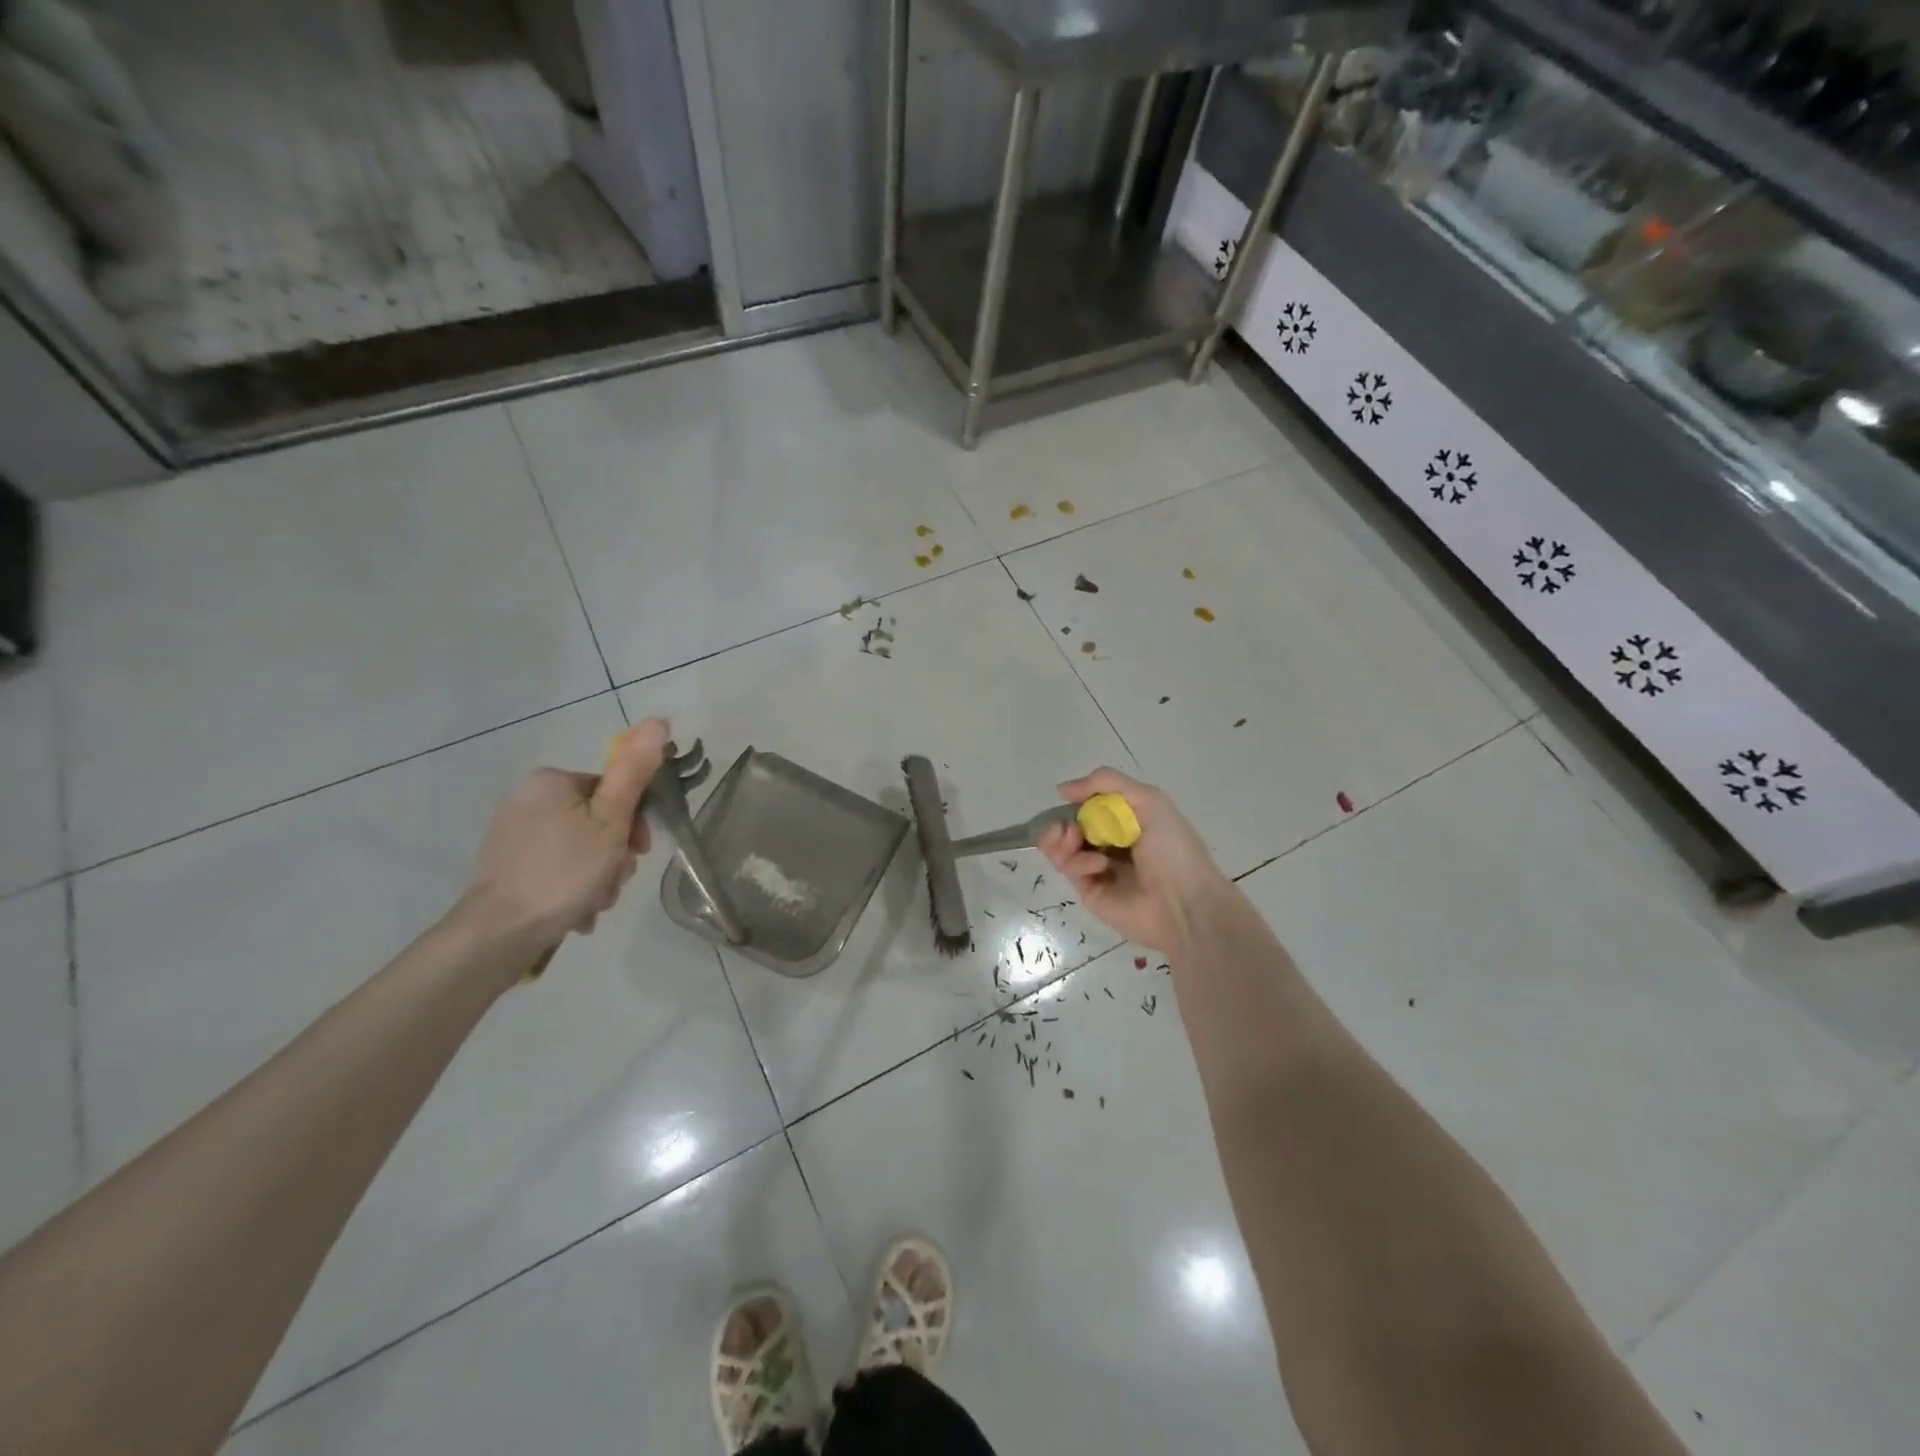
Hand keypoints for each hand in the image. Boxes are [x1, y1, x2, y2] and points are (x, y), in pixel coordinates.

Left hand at [463, 718, 670, 953]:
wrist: (497, 934)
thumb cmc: (563, 873)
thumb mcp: (611, 821)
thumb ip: (635, 772)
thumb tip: (658, 721)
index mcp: (551, 781)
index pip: (614, 789)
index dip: (635, 821)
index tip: (639, 851)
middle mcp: (527, 799)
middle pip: (598, 819)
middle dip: (615, 853)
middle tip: (615, 880)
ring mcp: (514, 834)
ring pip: (581, 846)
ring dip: (599, 874)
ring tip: (595, 902)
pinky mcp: (507, 865)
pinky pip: (558, 866)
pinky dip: (574, 885)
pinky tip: (577, 909)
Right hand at [1038, 766, 1233, 955]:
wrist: (1185, 903)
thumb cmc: (1172, 847)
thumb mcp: (1148, 800)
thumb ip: (1106, 782)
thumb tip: (1062, 789)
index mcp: (1128, 820)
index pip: (1090, 804)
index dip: (1078, 800)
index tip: (1070, 797)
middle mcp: (1111, 843)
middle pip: (1071, 826)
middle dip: (1063, 821)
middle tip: (1070, 828)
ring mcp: (1099, 868)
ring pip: (1062, 848)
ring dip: (1060, 839)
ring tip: (1071, 839)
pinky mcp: (1090, 891)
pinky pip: (1070, 869)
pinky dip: (1079, 862)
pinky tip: (1099, 866)